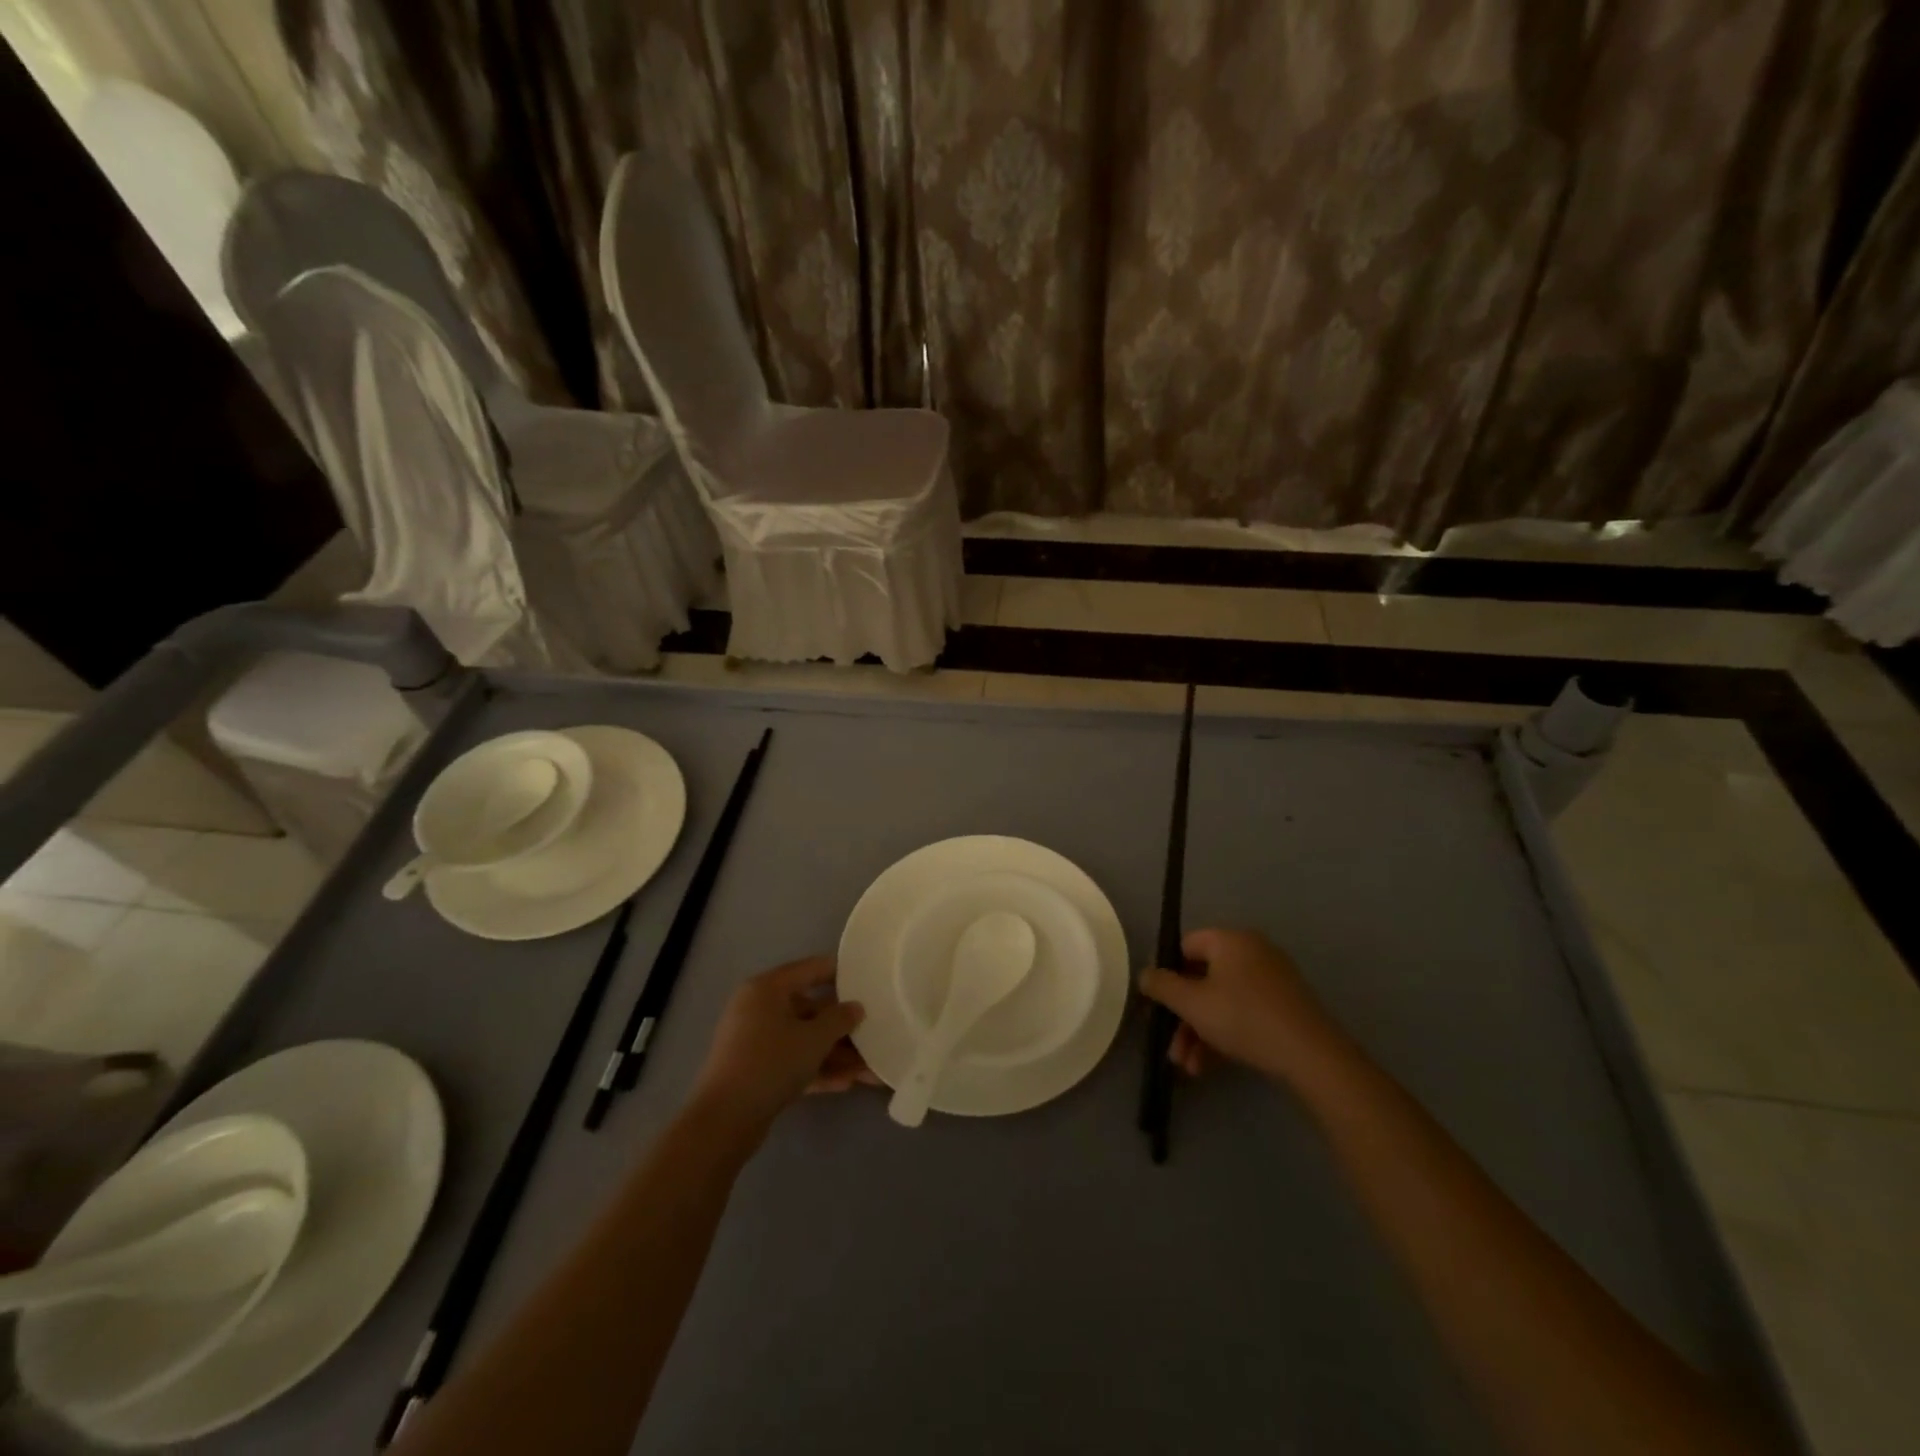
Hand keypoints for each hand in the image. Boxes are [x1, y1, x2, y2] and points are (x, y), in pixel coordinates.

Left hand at [689, 957, 865, 1134]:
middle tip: (874, 1032)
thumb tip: (855, 1008)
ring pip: (804, 1040)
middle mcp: (759, 1009)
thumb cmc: (771, 1063)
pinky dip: (817, 1069)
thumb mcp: (813, 1039)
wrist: (724, 1120)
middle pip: (810, 1009)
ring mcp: (756, 1042)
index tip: (868, 979)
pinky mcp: (756, 1071)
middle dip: (843, 1027)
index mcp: (767, 989)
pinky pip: (793, 1062)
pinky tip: (847, 1083)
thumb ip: (840, 1019)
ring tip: (870, 1068)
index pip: (810, 969)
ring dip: (836, 1053)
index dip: (840, 973)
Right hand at [1139, 928, 1349, 1088]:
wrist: (1312, 1055)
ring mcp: (1272, 978)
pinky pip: (1244, 1011)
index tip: (1158, 1006)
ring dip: (1200, 1032)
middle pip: (1203, 978)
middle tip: (1172, 1049)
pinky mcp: (1286, 1005)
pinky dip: (1225, 1033)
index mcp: (1230, 940)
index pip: (1185, 946)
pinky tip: (1211, 1066)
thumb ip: (1162, 986)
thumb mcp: (1192, 1003)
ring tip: (1189, 1069)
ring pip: (1222, 1000)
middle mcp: (1252, 951)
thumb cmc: (1243, 1018)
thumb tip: (1145, 974)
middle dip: (1183, 1017)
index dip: (1167, 974)